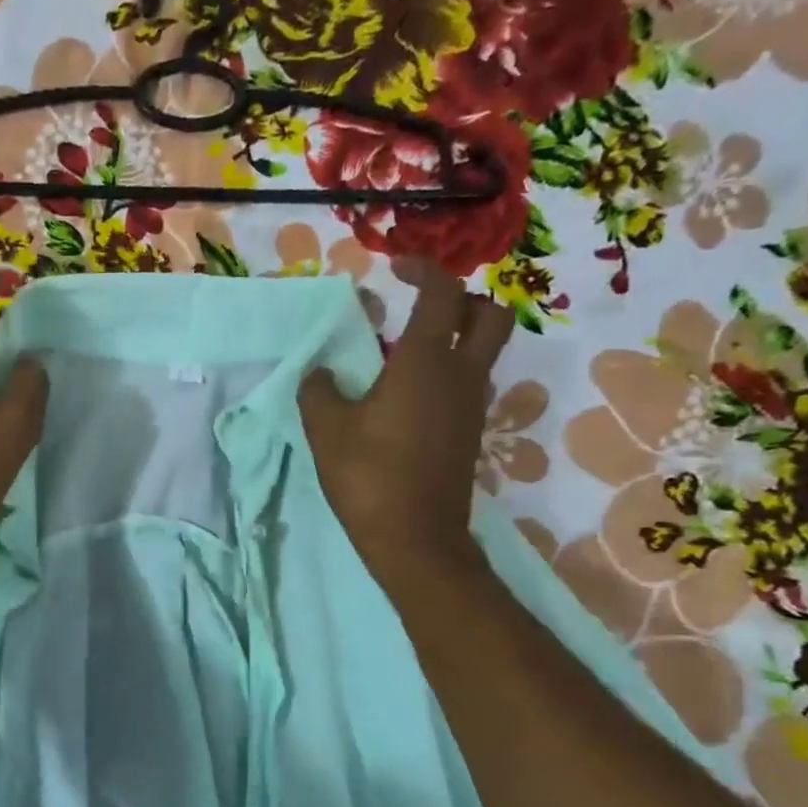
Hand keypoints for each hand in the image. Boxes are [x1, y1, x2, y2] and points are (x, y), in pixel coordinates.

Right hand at [298, 262, 514, 584]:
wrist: (414, 538)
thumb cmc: (368, 476)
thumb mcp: (326, 430)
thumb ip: (318, 390)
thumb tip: (320, 372)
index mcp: (425, 363)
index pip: (441, 294)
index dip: (423, 270)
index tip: (395, 268)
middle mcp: (461, 375)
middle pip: (489, 315)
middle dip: (461, 300)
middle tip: (420, 308)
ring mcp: (471, 406)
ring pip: (481, 352)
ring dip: (453, 339)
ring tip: (402, 355)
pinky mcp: (469, 433)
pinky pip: (467, 384)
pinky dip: (446, 373)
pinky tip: (405, 398)